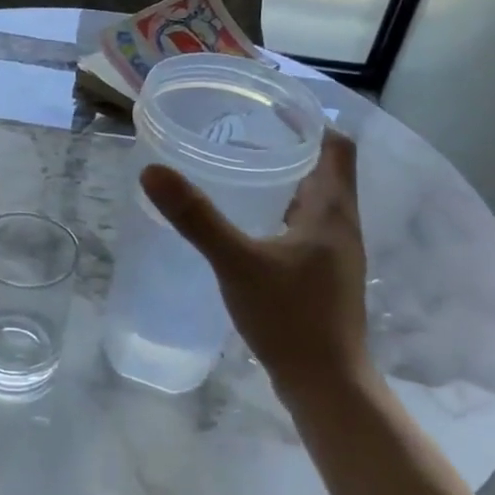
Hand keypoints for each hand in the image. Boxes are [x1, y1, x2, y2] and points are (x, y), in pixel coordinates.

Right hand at [141, 130, 372, 404]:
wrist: (326, 385)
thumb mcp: (237, 262)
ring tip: (241, 174)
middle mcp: (342, 226)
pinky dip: (282, 217)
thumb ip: (196, 217)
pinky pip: (306, 232)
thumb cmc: (290, 317)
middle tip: (242, 136)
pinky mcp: (324, 280)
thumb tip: (152, 171)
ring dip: (286, 185)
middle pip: (326, 171)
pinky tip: (250, 230)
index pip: (337, 145)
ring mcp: (335, 256)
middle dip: (289, 150)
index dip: (310, 122)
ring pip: (315, 204)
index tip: (270, 109)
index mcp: (332, 210)